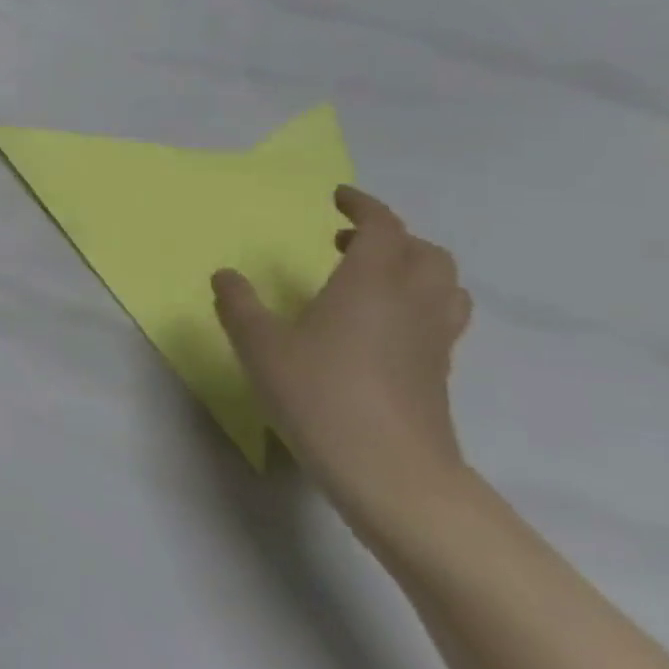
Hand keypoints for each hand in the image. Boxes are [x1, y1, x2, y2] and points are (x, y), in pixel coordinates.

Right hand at [212, 186, 475, 539]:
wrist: (390, 470)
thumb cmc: (319, 394)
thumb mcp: (259, 346)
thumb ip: (239, 305)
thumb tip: (226, 275)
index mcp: (370, 283)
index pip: (383, 228)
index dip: (363, 207)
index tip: (337, 198)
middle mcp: (411, 302)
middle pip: (424, 252)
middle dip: (390, 237)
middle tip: (345, 242)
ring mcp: (432, 339)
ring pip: (442, 285)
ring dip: (412, 268)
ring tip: (370, 279)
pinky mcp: (437, 371)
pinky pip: (439, 318)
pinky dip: (416, 303)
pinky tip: (378, 327)